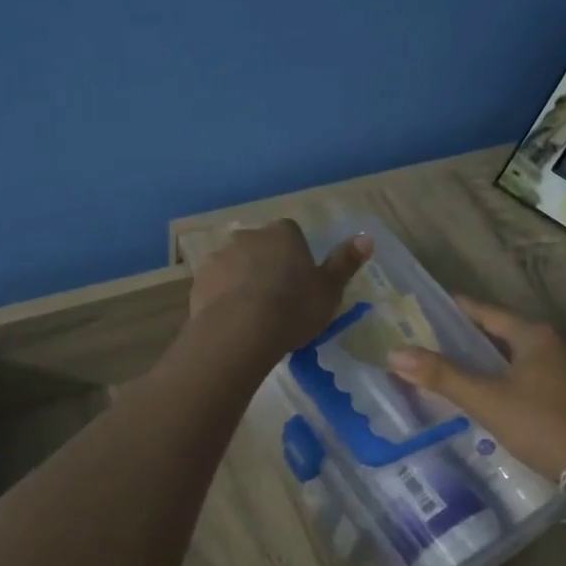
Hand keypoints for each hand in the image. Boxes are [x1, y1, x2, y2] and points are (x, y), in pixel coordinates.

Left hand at [188, 220, 371, 355]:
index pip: (292, 234)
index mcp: (283, 234)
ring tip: (253, 315)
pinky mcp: (199, 281)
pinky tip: (233, 321)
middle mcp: (249, 236)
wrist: (240, 332)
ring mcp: (220, 256)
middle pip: (262, 247)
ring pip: (236, 265)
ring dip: (243, 281)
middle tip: (278, 300)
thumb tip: (366, 237)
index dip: (297, 257)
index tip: (301, 283)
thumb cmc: (293, 308)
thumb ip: (345, 262)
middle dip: (268, 266)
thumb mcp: (330, 290)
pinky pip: (216, 286)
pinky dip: (224, 297)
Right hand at [388, 297, 565, 480]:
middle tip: (443, 341)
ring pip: (526, 356)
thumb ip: (443, 377)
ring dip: (498, 360)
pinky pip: (541, 376)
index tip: (438, 304)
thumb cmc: (544, 425)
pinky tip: (506, 397)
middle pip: (508, 333)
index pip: (489, 313)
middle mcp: (559, 343)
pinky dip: (517, 378)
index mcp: (535, 336)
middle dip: (477, 337)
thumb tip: (395, 353)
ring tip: (468, 369)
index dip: (461, 309)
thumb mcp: (487, 401)